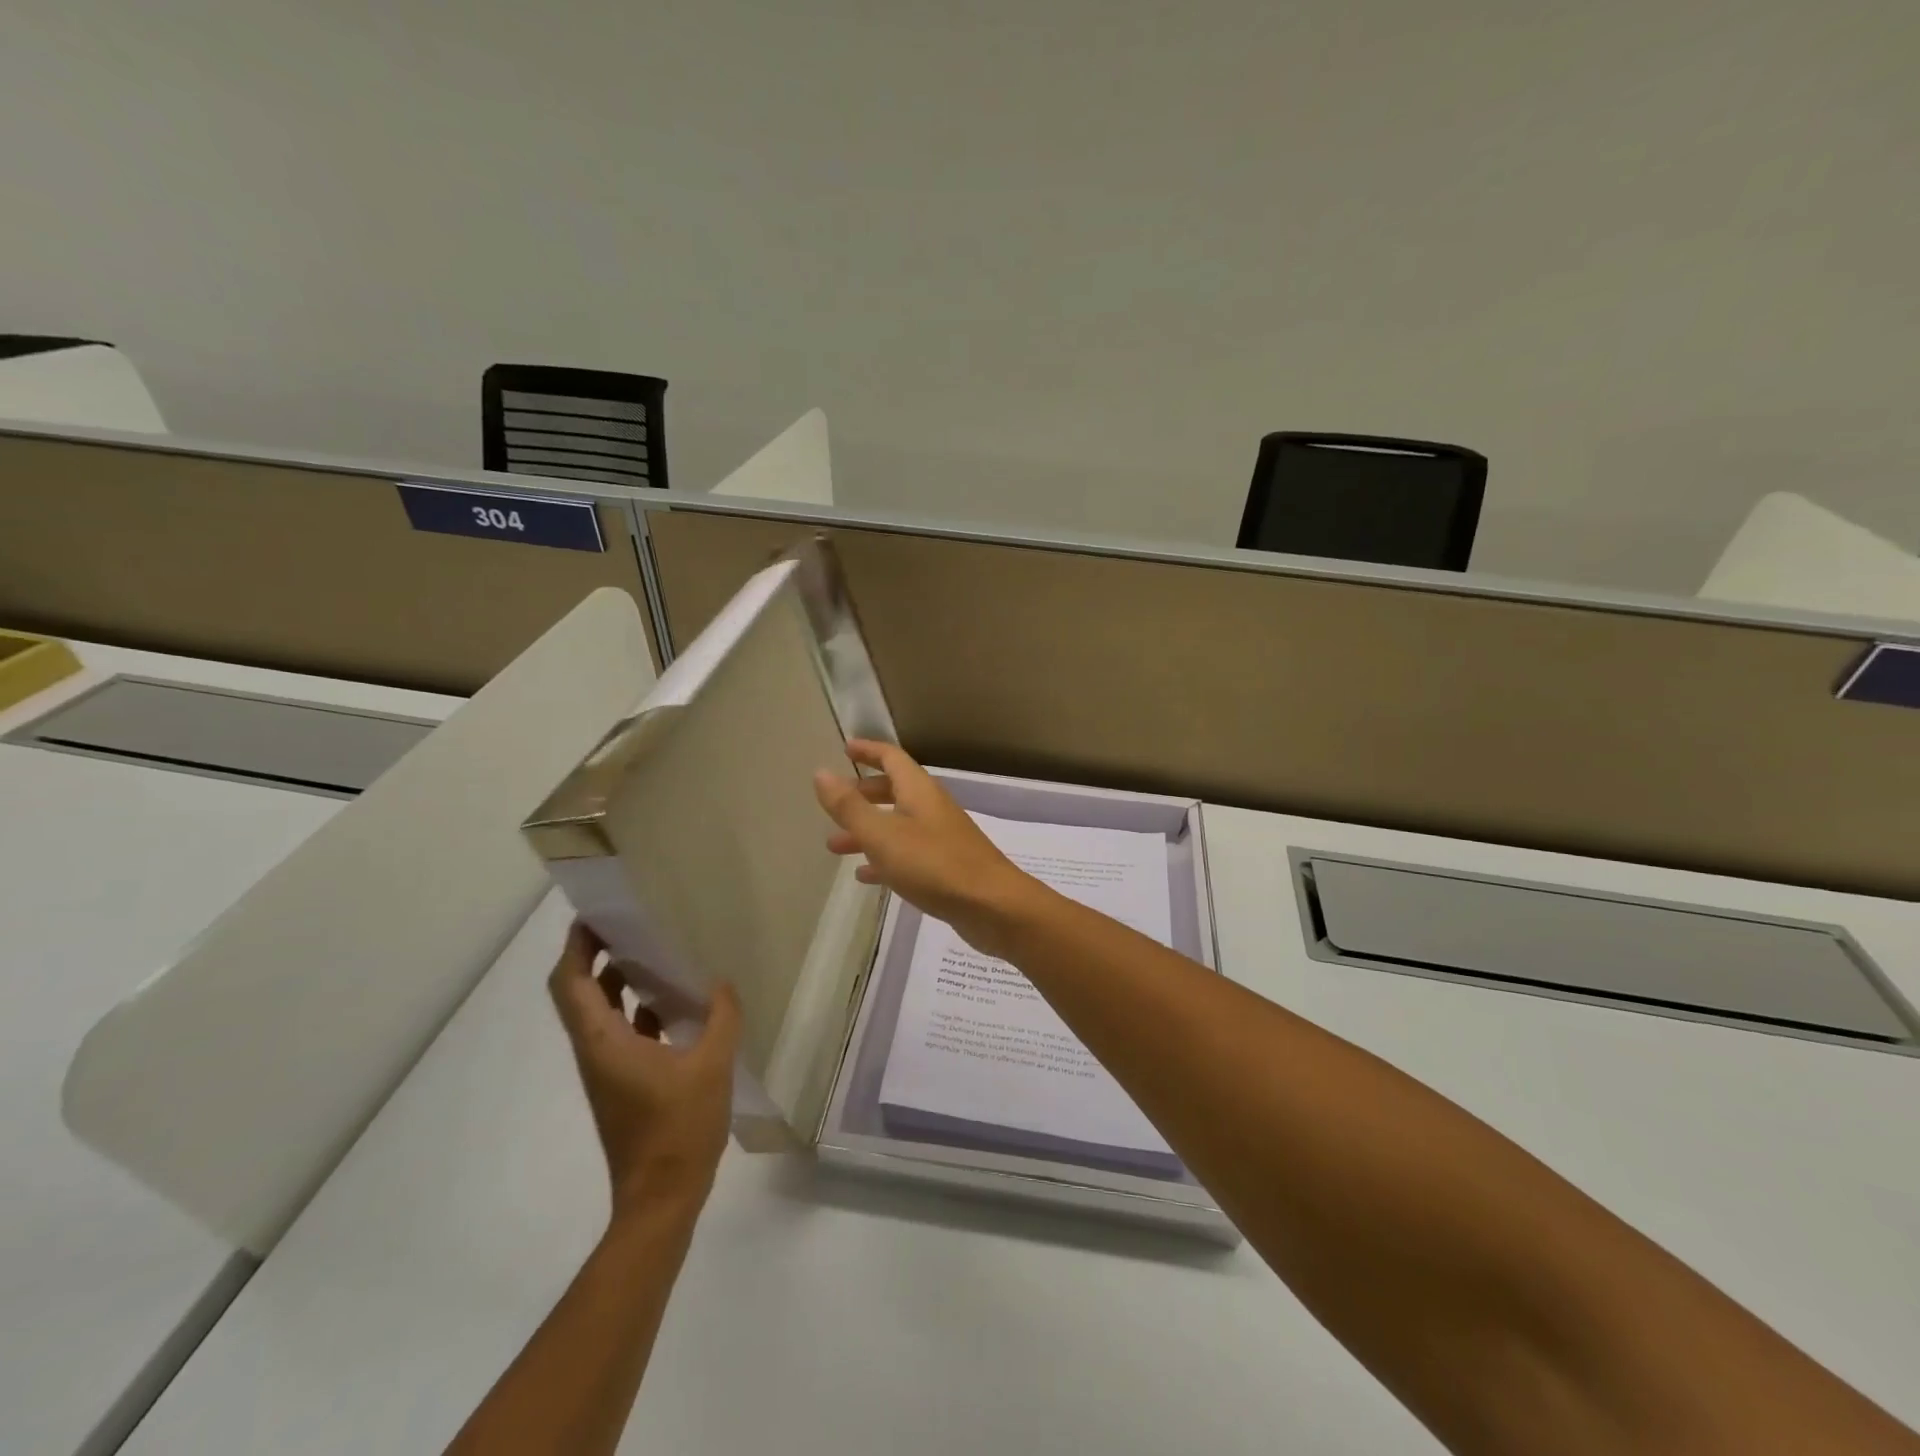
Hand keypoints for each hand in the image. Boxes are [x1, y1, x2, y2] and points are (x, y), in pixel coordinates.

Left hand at [547, 922, 740, 1225]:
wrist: (661, 1199)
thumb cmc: (679, 1129)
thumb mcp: (712, 1066)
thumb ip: (720, 1017)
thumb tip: (721, 982)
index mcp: (604, 1042)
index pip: (571, 983)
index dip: (576, 946)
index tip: (596, 914)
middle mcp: (595, 1052)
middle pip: (578, 994)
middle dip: (594, 955)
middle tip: (627, 924)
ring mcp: (607, 1070)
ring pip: (599, 1013)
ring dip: (616, 981)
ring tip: (652, 952)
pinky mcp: (622, 1084)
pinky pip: (621, 1032)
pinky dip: (636, 1009)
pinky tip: (673, 1003)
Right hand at [813, 740, 1040, 957]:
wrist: (992, 906)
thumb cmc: (934, 864)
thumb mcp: (883, 835)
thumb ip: (850, 806)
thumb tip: (821, 772)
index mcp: (918, 791)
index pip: (892, 758)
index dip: (868, 750)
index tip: (845, 749)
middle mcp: (931, 808)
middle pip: (895, 790)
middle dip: (863, 794)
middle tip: (835, 804)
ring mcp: (941, 838)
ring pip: (897, 825)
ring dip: (867, 831)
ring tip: (834, 846)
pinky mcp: (945, 867)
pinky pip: (907, 854)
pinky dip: (884, 859)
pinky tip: (865, 876)